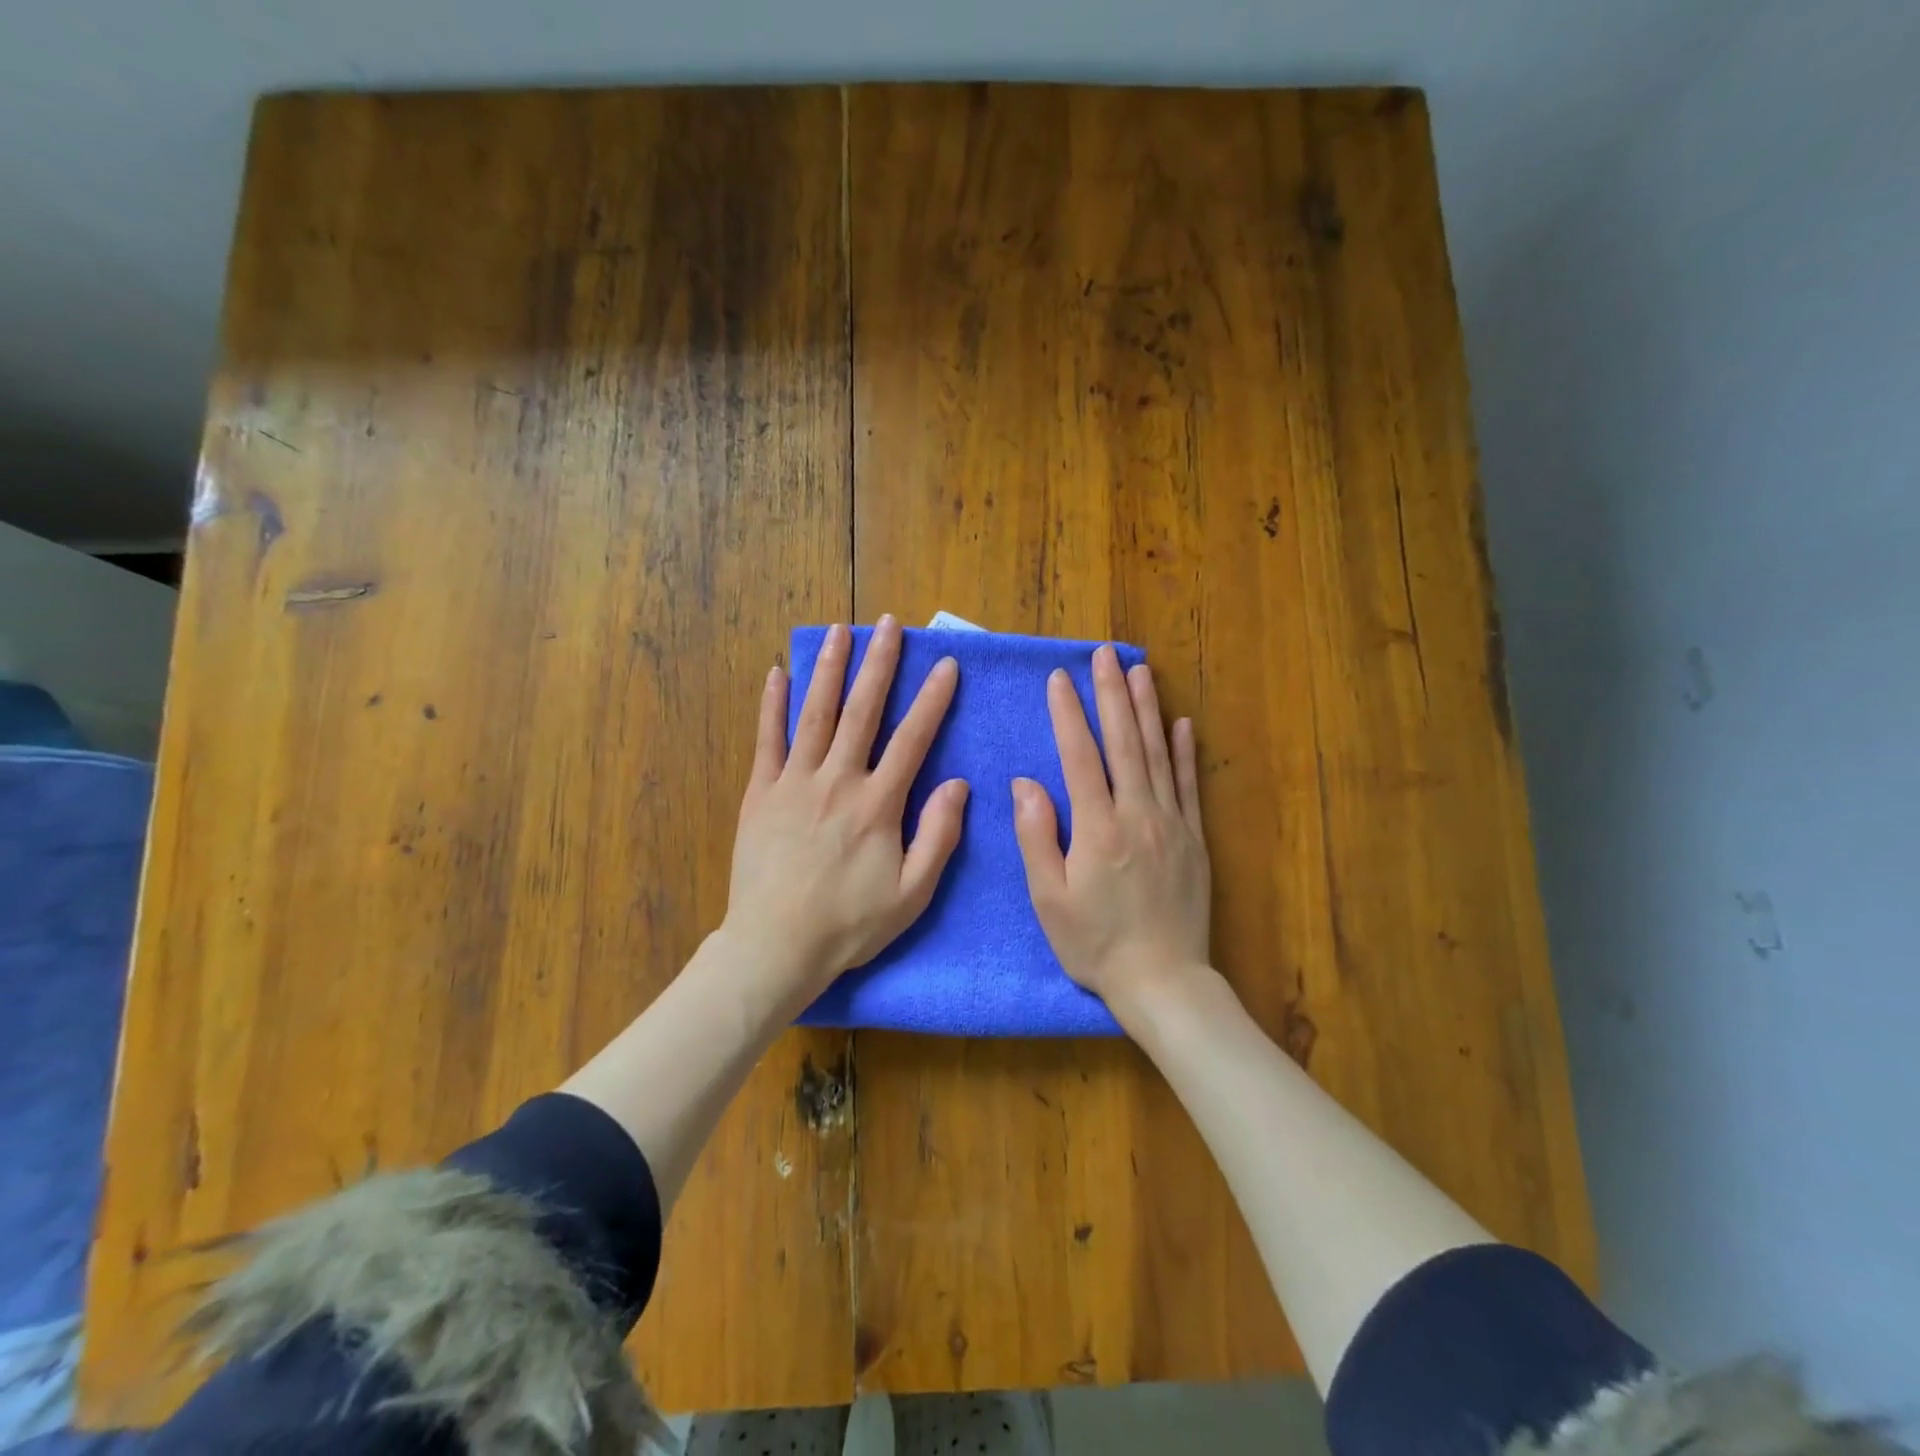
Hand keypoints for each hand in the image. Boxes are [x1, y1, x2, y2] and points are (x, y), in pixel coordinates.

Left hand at [722, 616, 967, 1010]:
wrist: (776, 946)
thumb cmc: (850, 925)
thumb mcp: (912, 894)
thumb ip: (938, 836)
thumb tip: (959, 785)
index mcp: (878, 804)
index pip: (912, 739)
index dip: (932, 700)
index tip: (946, 666)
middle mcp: (837, 781)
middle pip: (863, 711)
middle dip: (879, 664)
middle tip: (890, 625)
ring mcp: (794, 783)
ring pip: (815, 714)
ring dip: (829, 669)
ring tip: (840, 631)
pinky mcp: (761, 793)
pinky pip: (767, 740)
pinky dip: (772, 706)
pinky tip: (777, 674)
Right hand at [1012, 646, 1211, 1022]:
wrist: (1163, 981)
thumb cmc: (1095, 944)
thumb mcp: (1049, 898)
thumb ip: (1037, 836)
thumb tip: (1026, 783)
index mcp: (1098, 828)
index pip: (1080, 756)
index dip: (1068, 713)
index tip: (1059, 678)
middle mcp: (1138, 814)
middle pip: (1124, 742)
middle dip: (1112, 693)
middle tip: (1105, 653)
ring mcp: (1172, 823)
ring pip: (1158, 754)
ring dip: (1148, 708)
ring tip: (1140, 670)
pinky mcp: (1195, 839)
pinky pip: (1189, 785)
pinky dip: (1184, 751)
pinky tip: (1181, 723)